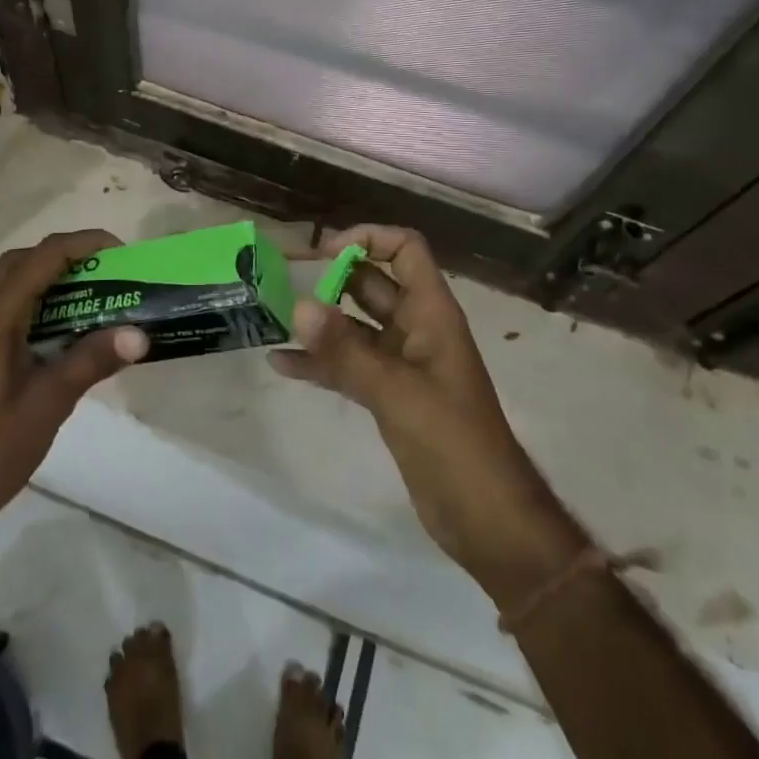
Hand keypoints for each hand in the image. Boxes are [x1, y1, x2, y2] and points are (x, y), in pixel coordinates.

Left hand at [0, 230, 146, 540]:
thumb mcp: (48, 405)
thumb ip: (91, 362)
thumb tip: (140, 334)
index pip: (38, 260)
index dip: (80, 245)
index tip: (120, 252)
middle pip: (21, 262)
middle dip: (65, 255)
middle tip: (106, 270)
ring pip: (13, 284)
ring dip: (52, 278)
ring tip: (95, 294)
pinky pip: (10, 309)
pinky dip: (41, 303)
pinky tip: (68, 329)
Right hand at [274, 226, 579, 608]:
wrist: (486, 519)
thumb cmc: (454, 443)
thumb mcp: (397, 392)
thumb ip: (346, 351)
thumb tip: (299, 306)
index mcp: (431, 312)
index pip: (405, 249)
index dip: (368, 239)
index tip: (324, 254)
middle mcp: (415, 328)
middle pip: (372, 283)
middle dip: (330, 276)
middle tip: (280, 278)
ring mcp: (401, 363)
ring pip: (354, 325)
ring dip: (319, 320)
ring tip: (273, 315)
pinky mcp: (387, 395)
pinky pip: (348, 366)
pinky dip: (319, 363)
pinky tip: (280, 364)